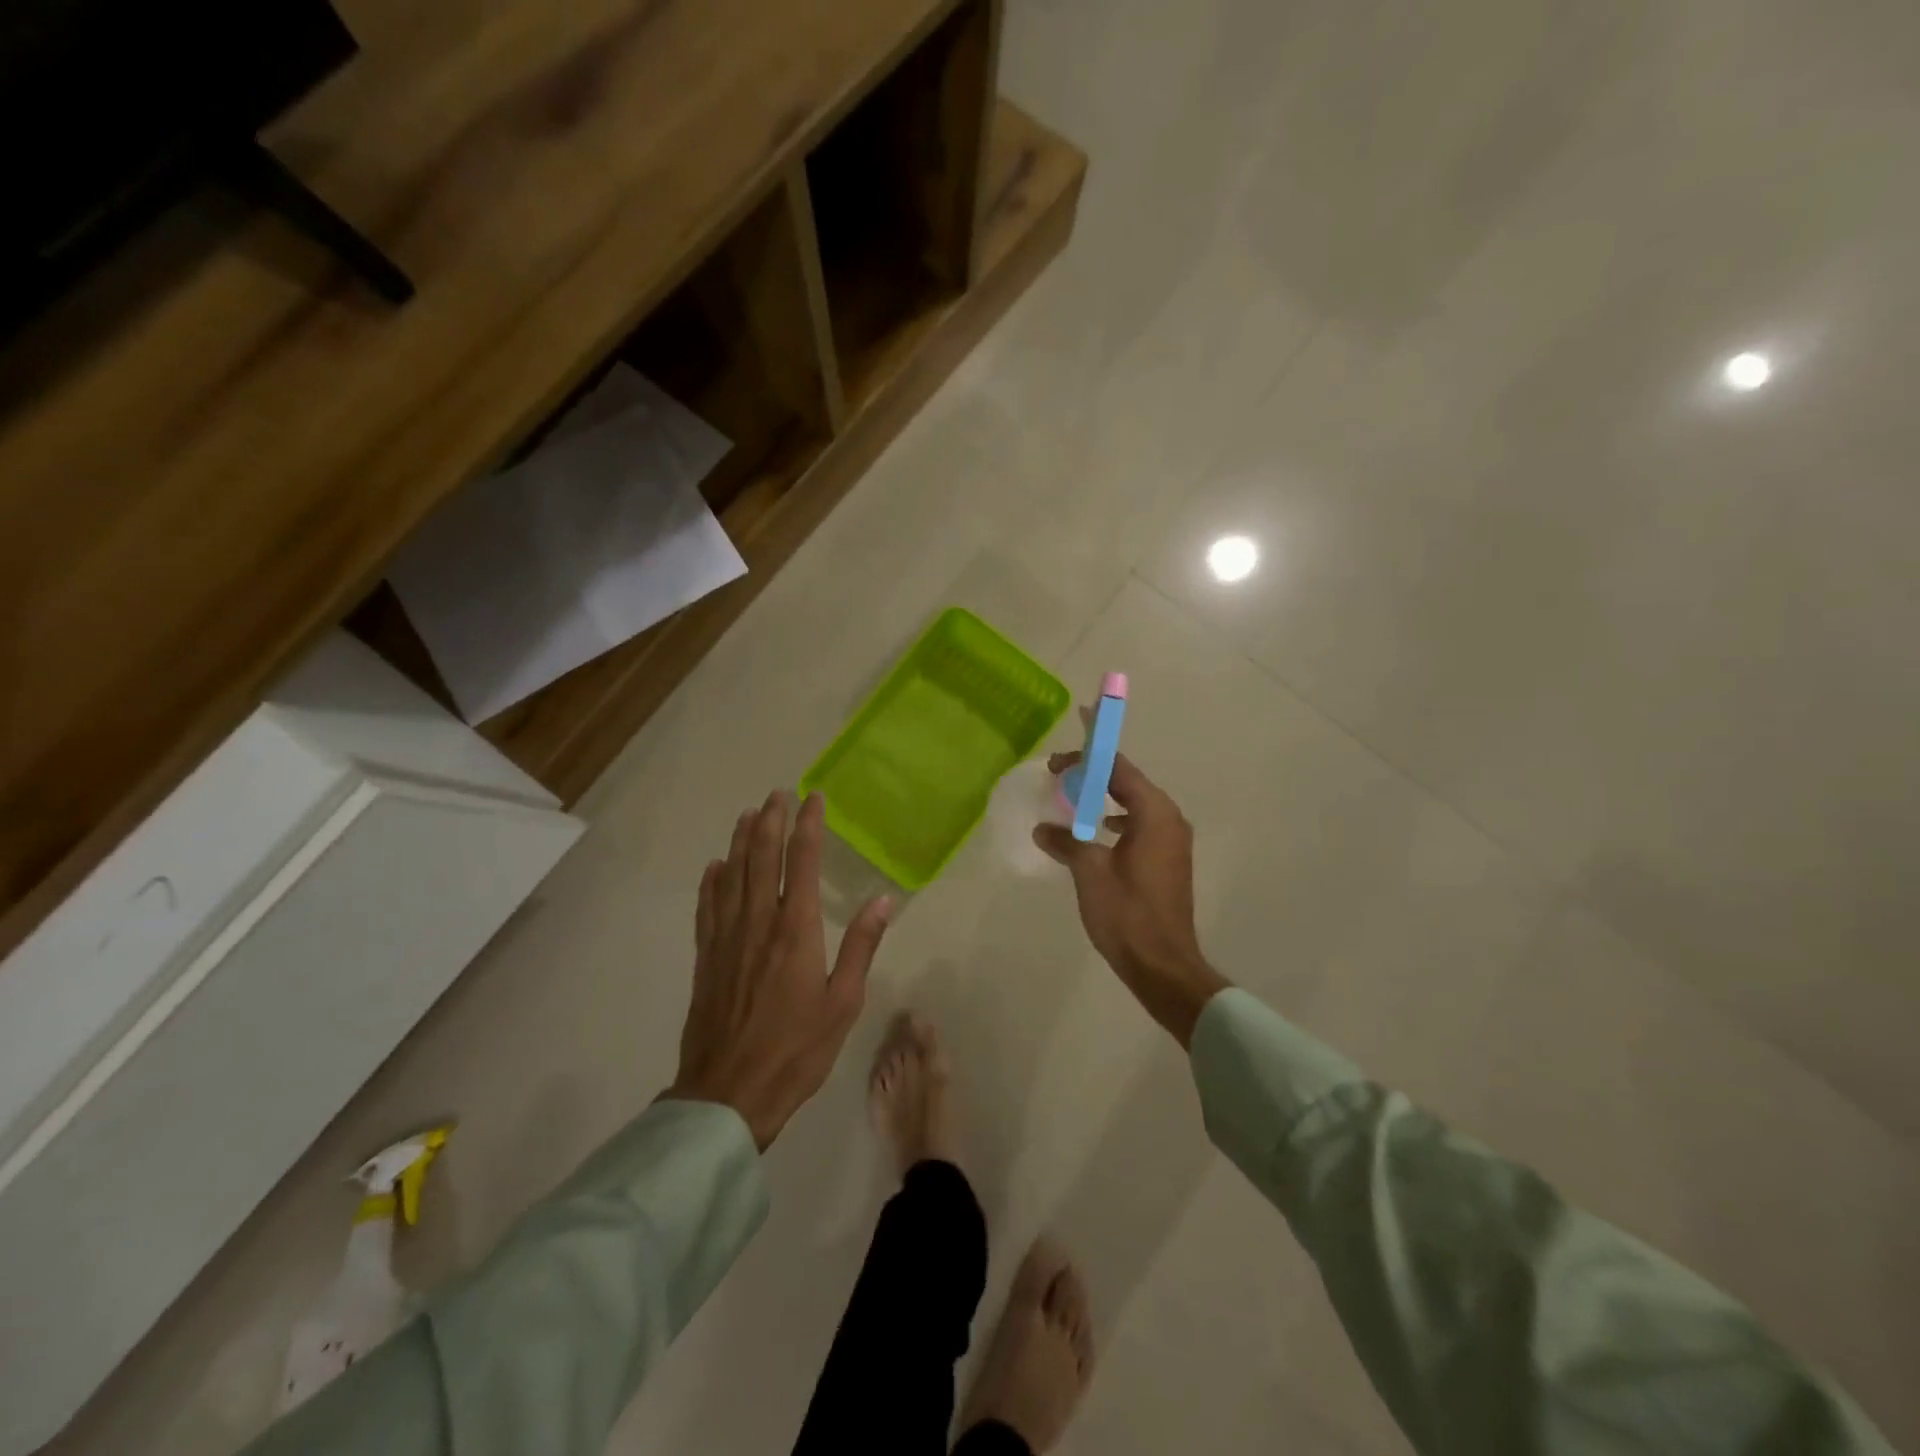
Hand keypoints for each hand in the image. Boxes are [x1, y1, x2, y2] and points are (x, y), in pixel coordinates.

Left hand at [669, 791, 892, 1148]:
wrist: (729, 1093)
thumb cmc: (797, 1049)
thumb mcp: (844, 1002)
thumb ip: (862, 946)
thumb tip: (884, 899)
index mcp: (796, 929)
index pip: (802, 862)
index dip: (808, 825)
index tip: (814, 798)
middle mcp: (758, 922)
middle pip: (762, 857)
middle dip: (771, 821)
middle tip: (778, 793)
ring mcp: (727, 938)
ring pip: (732, 874)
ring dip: (740, 840)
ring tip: (748, 814)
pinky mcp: (707, 957)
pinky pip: (708, 907)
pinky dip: (712, 881)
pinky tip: (714, 867)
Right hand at [1034, 750, 1227, 1045]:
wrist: (1163, 966)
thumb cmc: (1127, 914)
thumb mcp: (1089, 872)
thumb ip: (1067, 841)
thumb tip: (1044, 827)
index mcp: (1154, 814)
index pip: (1120, 766)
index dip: (1095, 746)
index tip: (1074, 728)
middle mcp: (1169, 820)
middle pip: (1128, 782)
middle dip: (1095, 771)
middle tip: (1060, 768)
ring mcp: (1172, 841)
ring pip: (1134, 804)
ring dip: (1104, 795)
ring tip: (1073, 793)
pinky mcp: (1167, 861)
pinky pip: (1139, 825)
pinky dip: (1115, 818)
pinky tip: (1095, 830)